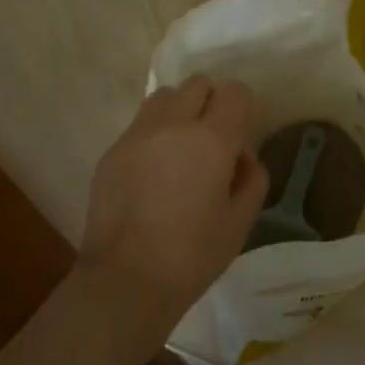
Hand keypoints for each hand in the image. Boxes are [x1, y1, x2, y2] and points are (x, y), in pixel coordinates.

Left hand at [79, 76, 268, 332]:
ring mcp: (136, 135)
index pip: (234, 92)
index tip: (243, 134)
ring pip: (164, 97)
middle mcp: (172, 125)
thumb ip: (252, 177)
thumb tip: (241, 157)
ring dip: (180, 111)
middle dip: (212, 103)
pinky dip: (154, 134)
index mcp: (211, 140)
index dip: (244, 107)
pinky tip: (154, 172)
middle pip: (197, 84)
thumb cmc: (193, 256)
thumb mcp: (241, 221)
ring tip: (181, 149)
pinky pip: (140, 125)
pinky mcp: (112, 151)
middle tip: (213, 140)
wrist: (126, 280)